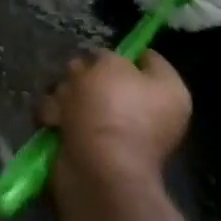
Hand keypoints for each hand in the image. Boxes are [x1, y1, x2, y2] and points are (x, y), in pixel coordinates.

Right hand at [39, 50, 191, 183]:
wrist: (97, 169)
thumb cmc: (113, 111)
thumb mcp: (110, 64)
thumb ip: (105, 55)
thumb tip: (97, 65)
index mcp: (166, 92)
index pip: (147, 58)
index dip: (123, 51)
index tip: (100, 51)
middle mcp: (147, 112)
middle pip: (106, 77)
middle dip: (83, 76)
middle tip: (76, 80)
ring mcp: (116, 131)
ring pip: (80, 95)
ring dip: (65, 96)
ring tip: (63, 107)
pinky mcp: (89, 146)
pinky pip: (67, 118)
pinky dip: (56, 118)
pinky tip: (55, 122)